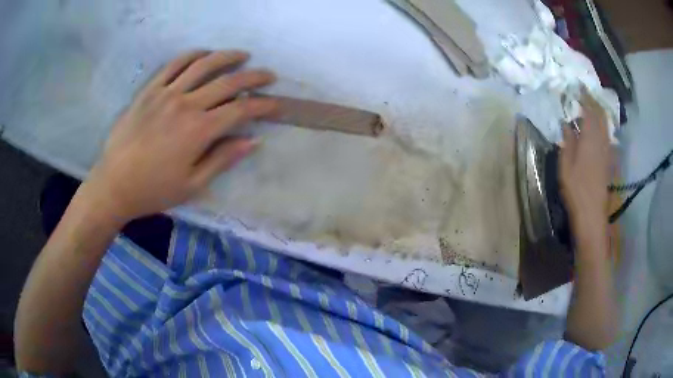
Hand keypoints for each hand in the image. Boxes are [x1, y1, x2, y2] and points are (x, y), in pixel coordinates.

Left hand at [80, 50, 277, 222]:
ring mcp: (166, 93)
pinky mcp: (150, 90)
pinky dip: (192, 55)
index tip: (277, 104)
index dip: (263, 105)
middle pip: (228, 82)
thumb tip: (253, 140)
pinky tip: (204, 54)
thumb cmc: (154, 190)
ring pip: (203, 64)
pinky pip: (174, 65)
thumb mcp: (193, 184)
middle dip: (253, 77)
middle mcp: (186, 104)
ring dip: (227, 57)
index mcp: (199, 130)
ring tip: (242, 55)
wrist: (114, 184)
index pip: (240, 110)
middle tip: (268, 75)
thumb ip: (223, 159)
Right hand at [559, 93, 610, 227]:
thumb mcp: (566, 166)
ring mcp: (607, 151)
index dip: (585, 97)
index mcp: (591, 139)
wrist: (592, 214)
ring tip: (589, 108)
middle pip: (601, 116)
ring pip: (605, 125)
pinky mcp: (609, 161)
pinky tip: (597, 129)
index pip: (590, 111)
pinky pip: (607, 136)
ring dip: (598, 113)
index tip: (578, 87)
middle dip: (593, 103)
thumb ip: (567, 142)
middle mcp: (602, 141)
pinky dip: (602, 127)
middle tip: (584, 95)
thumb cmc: (576, 190)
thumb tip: (566, 124)